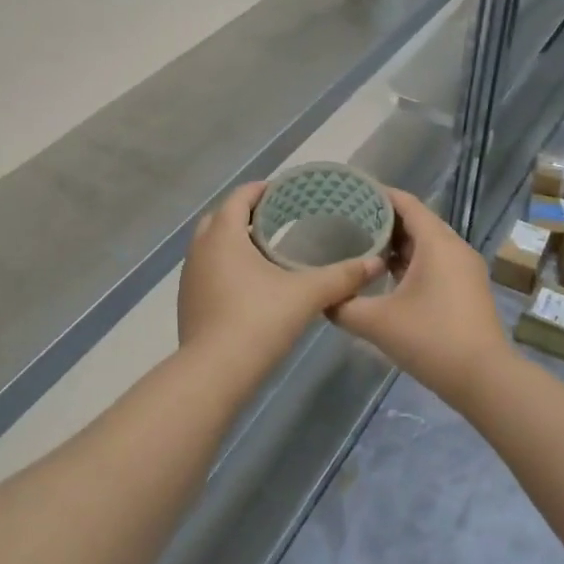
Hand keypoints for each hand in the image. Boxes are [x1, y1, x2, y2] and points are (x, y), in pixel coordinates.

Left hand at [177, 181, 384, 384]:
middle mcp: (200, 248)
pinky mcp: (188, 302)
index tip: (287, 193)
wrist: (215, 373)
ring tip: (267, 251)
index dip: (263, 190)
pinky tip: (251, 285)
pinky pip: (208, 270)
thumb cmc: (258, 321)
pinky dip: (227, 266)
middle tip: (279, 221)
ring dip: (234, 241)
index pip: (240, 196)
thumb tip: (375, 263)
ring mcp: (190, 276)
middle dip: (247, 214)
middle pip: (221, 217)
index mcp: (223, 234)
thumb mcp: (306, 295)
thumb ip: (342, 277)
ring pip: (211, 245)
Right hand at [329, 189, 510, 402]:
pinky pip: (435, 261)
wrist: (485, 380)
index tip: (348, 194)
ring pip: (426, 243)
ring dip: (397, 243)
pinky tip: (385, 275)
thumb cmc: (431, 340)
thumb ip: (343, 306)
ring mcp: (464, 268)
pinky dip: (411, 261)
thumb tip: (322, 297)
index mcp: (437, 243)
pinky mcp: (467, 288)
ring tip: (361, 246)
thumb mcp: (376, 323)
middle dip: (383, 220)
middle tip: (347, 221)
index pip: (406, 203)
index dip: (378, 195)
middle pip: (416, 221)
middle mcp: (454, 247)